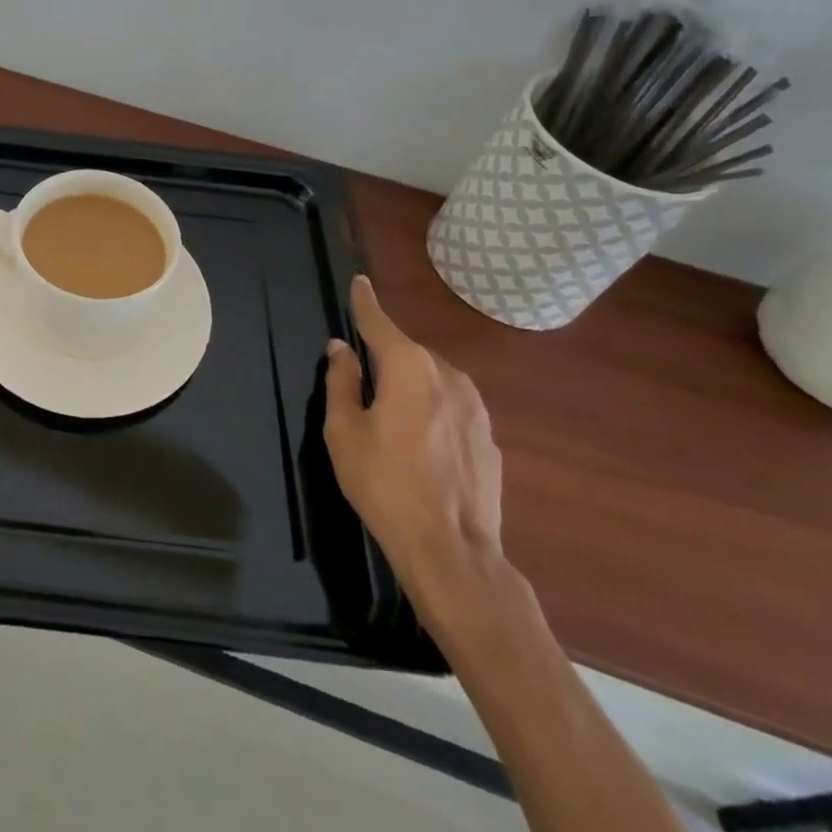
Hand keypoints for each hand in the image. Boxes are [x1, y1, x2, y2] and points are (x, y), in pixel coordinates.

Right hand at [324, 276, 506, 617]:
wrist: (452, 550)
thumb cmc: (384, 484)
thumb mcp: (344, 431)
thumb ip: (341, 382)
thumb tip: (341, 349)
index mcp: (408, 367)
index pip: (379, 322)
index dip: (364, 302)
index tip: (359, 282)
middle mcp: (447, 375)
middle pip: (407, 353)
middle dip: (385, 358)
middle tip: (362, 385)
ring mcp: (476, 407)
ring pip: (433, 380)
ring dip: (411, 386)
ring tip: (391, 418)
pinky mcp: (489, 438)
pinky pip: (452, 408)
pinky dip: (433, 412)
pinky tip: (421, 447)